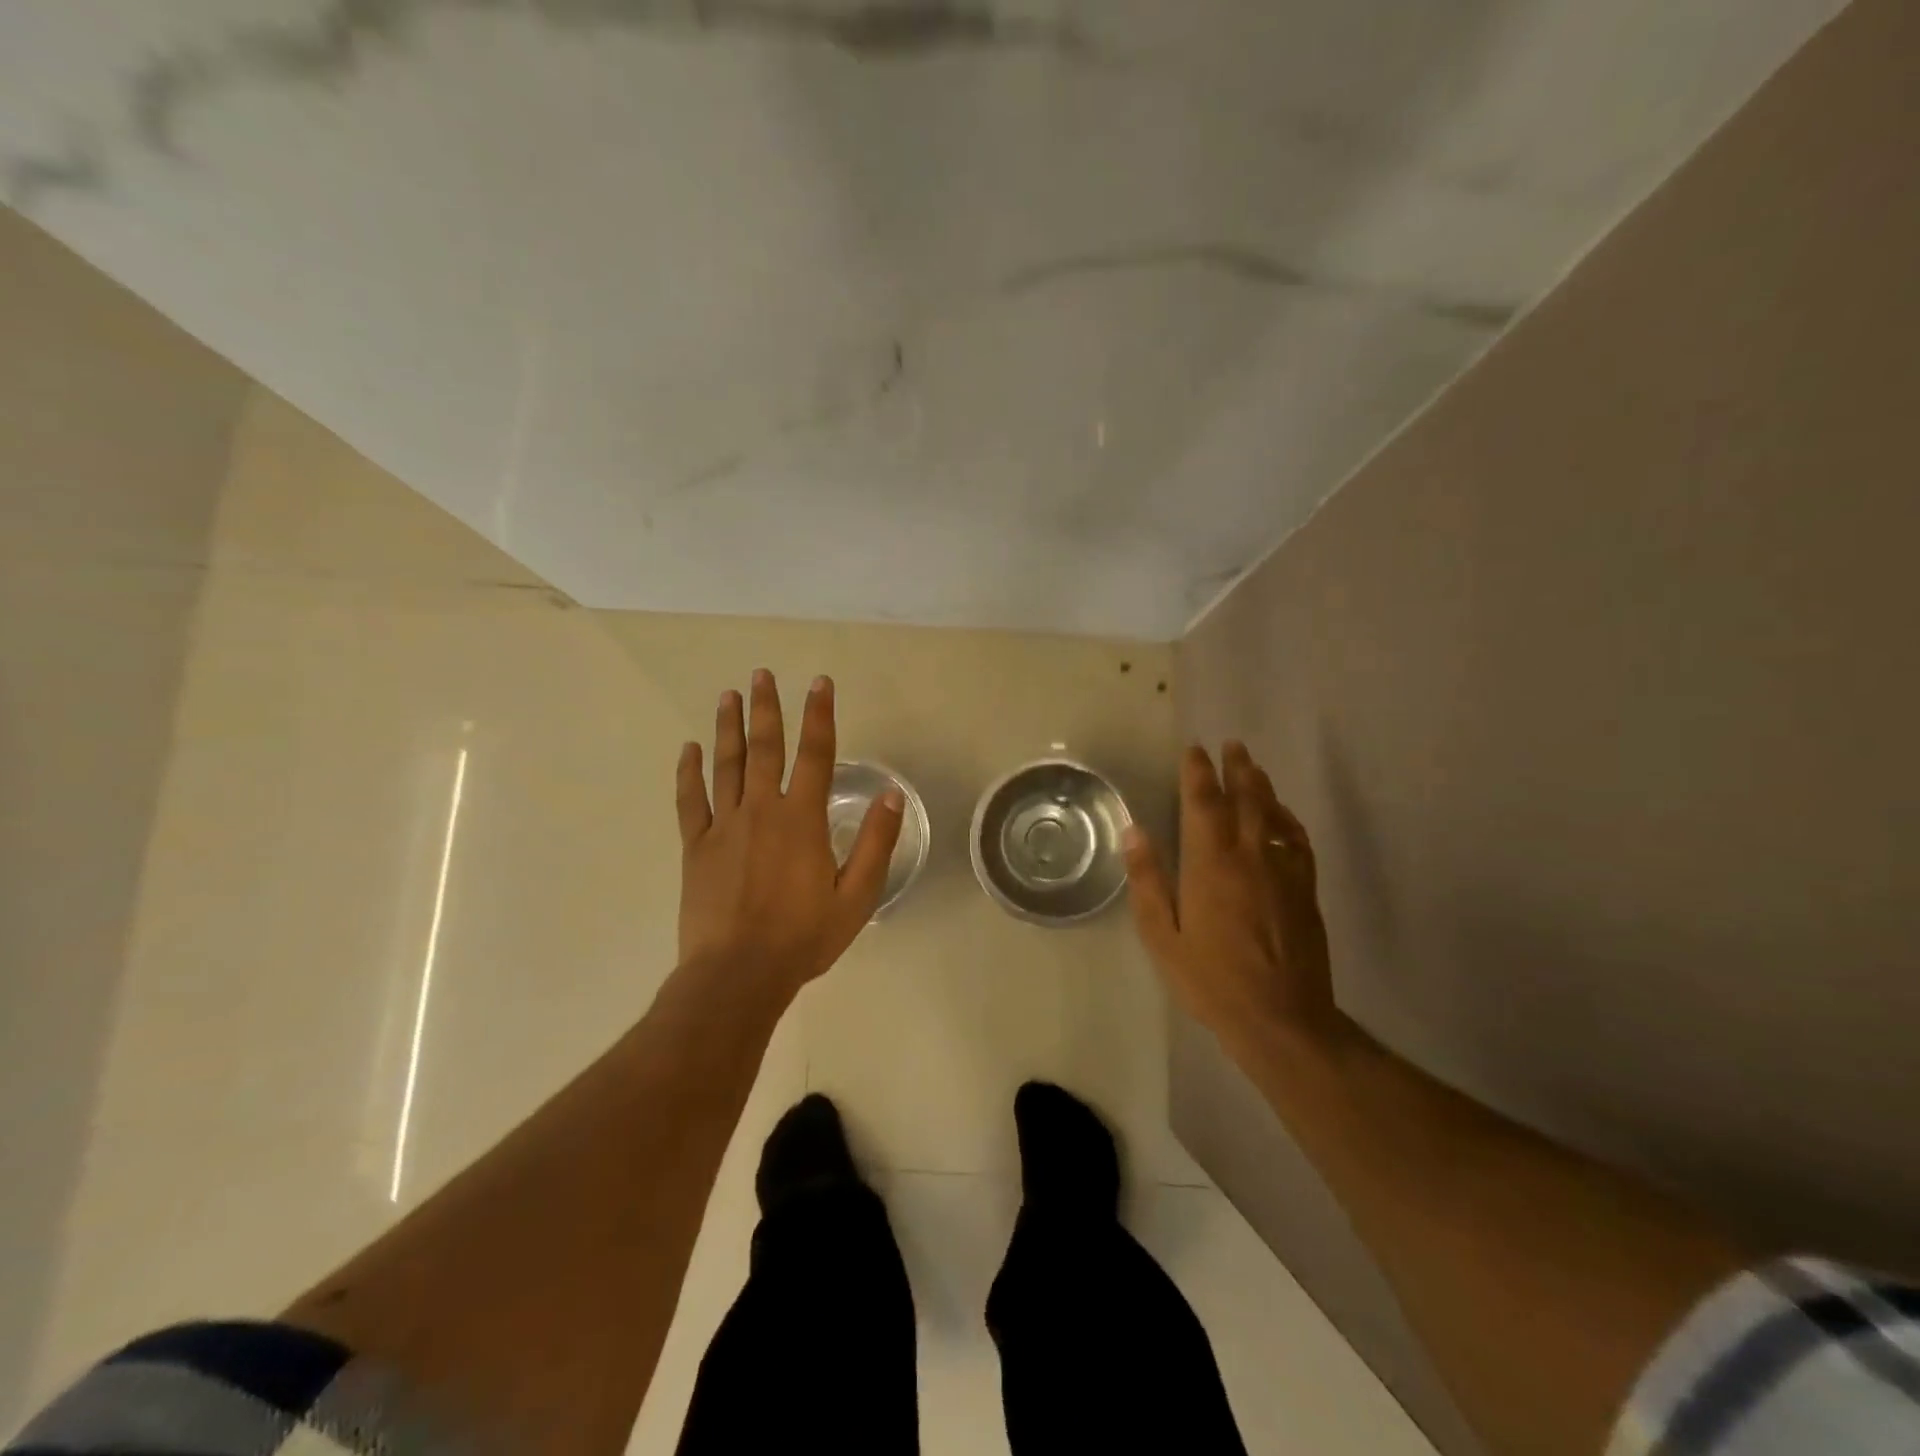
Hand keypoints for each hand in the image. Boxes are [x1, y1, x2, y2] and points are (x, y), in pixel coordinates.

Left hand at [675, 670, 902, 1001]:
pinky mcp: (696, 847)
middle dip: (767, 708)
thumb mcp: (856, 897)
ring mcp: (724, 826)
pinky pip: (691, 800)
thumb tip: (890, 795)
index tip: (819, 683)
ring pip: (726, 765)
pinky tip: (688, 749)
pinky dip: (688, 772)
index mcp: (802, 819)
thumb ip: (876, 844)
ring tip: (729, 695)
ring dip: (728, 727)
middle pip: (765, 748)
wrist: (737, 974)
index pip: (815, 754)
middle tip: (762, 674)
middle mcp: (762, 811)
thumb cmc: (803, 937)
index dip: (820, 716)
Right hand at [1123, 742, 1347, 1051]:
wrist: (1281, 1019)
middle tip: (1231, 745)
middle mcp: (1249, 856)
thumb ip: (1148, 881)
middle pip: (1245, 799)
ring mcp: (1283, 871)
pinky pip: (1298, 841)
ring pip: (1274, 815)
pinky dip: (1288, 820)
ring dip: (1262, 786)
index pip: (1203, 803)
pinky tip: (1282, 816)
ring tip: (1253, 767)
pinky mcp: (1305, 890)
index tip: (1194, 751)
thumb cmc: (1211, 980)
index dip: (1198, 773)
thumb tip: (1135, 832)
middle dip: (1236, 768)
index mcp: (1210, 864)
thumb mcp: (1162, 936)